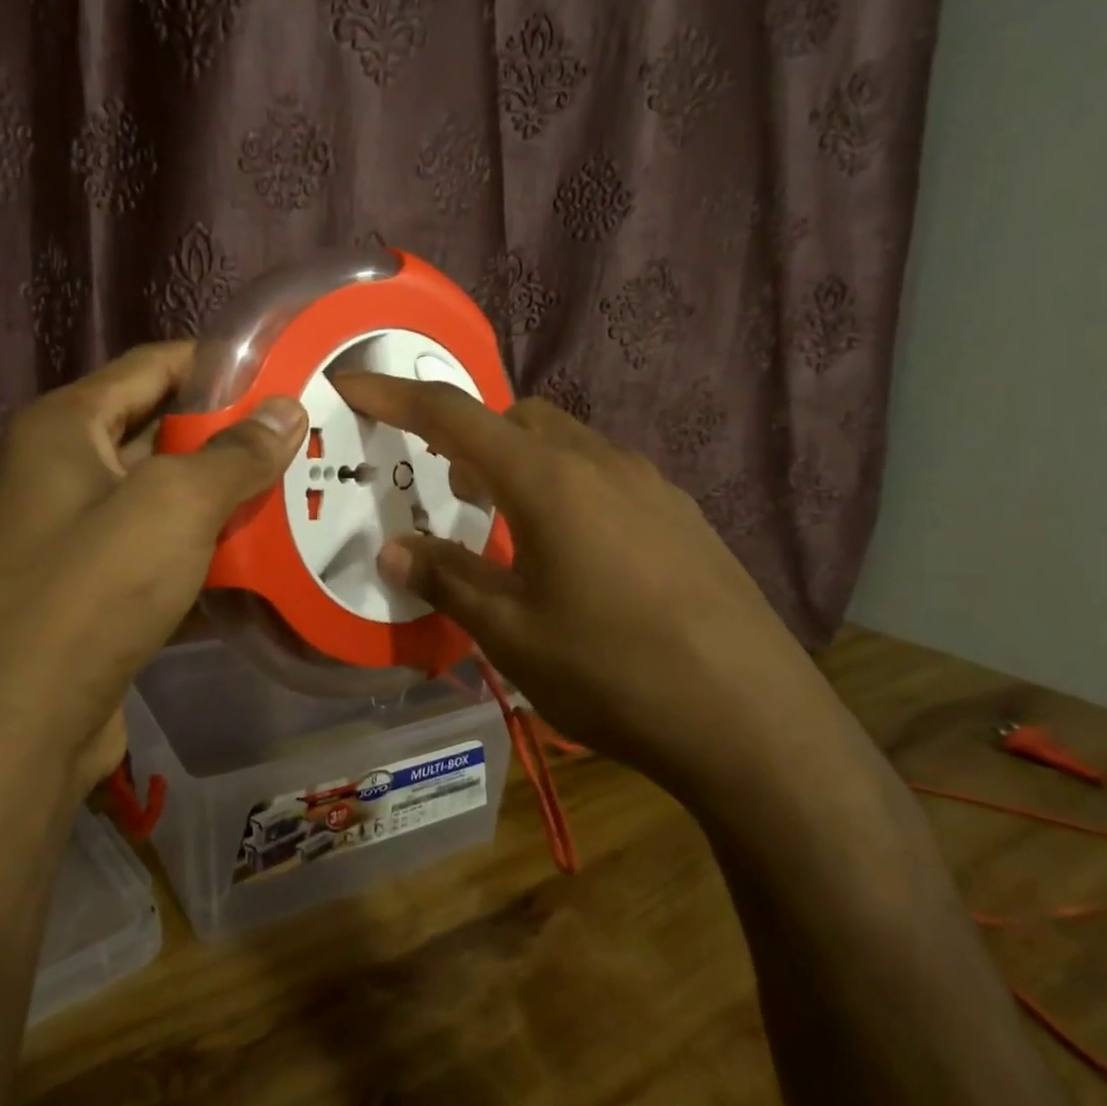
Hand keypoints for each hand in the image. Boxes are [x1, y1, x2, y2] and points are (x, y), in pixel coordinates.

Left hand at [0, 343, 307, 800]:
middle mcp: (62, 469)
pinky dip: (202, 551)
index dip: (218, 363)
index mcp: (66, 426)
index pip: (153, 365)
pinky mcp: (92, 588)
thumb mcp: (175, 505)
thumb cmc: (93, 588)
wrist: (18, 726)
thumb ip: (236, 453)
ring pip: (164, 496)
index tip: (284, 373)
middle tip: (302, 440)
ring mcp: (74, 533)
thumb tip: (288, 409)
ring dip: (223, 498)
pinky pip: (158, 550)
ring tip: (296, 493)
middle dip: (230, 436)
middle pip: (160, 430)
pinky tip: (260, 561)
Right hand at [331, 374, 839, 805]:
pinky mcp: (682, 516)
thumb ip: (446, 579)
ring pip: (564, 444)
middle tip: (446, 487)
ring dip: (518, 463)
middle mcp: (599, 462)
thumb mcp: (510, 633)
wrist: (754, 722)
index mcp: (547, 479)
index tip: (351, 383)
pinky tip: (572, 553)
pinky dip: (564, 487)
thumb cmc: (613, 670)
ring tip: (502, 522)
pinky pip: (604, 476)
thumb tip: (394, 549)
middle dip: (468, 435)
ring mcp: (650, 486)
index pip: (453, 415)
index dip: (394, 394)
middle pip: (516, 417)